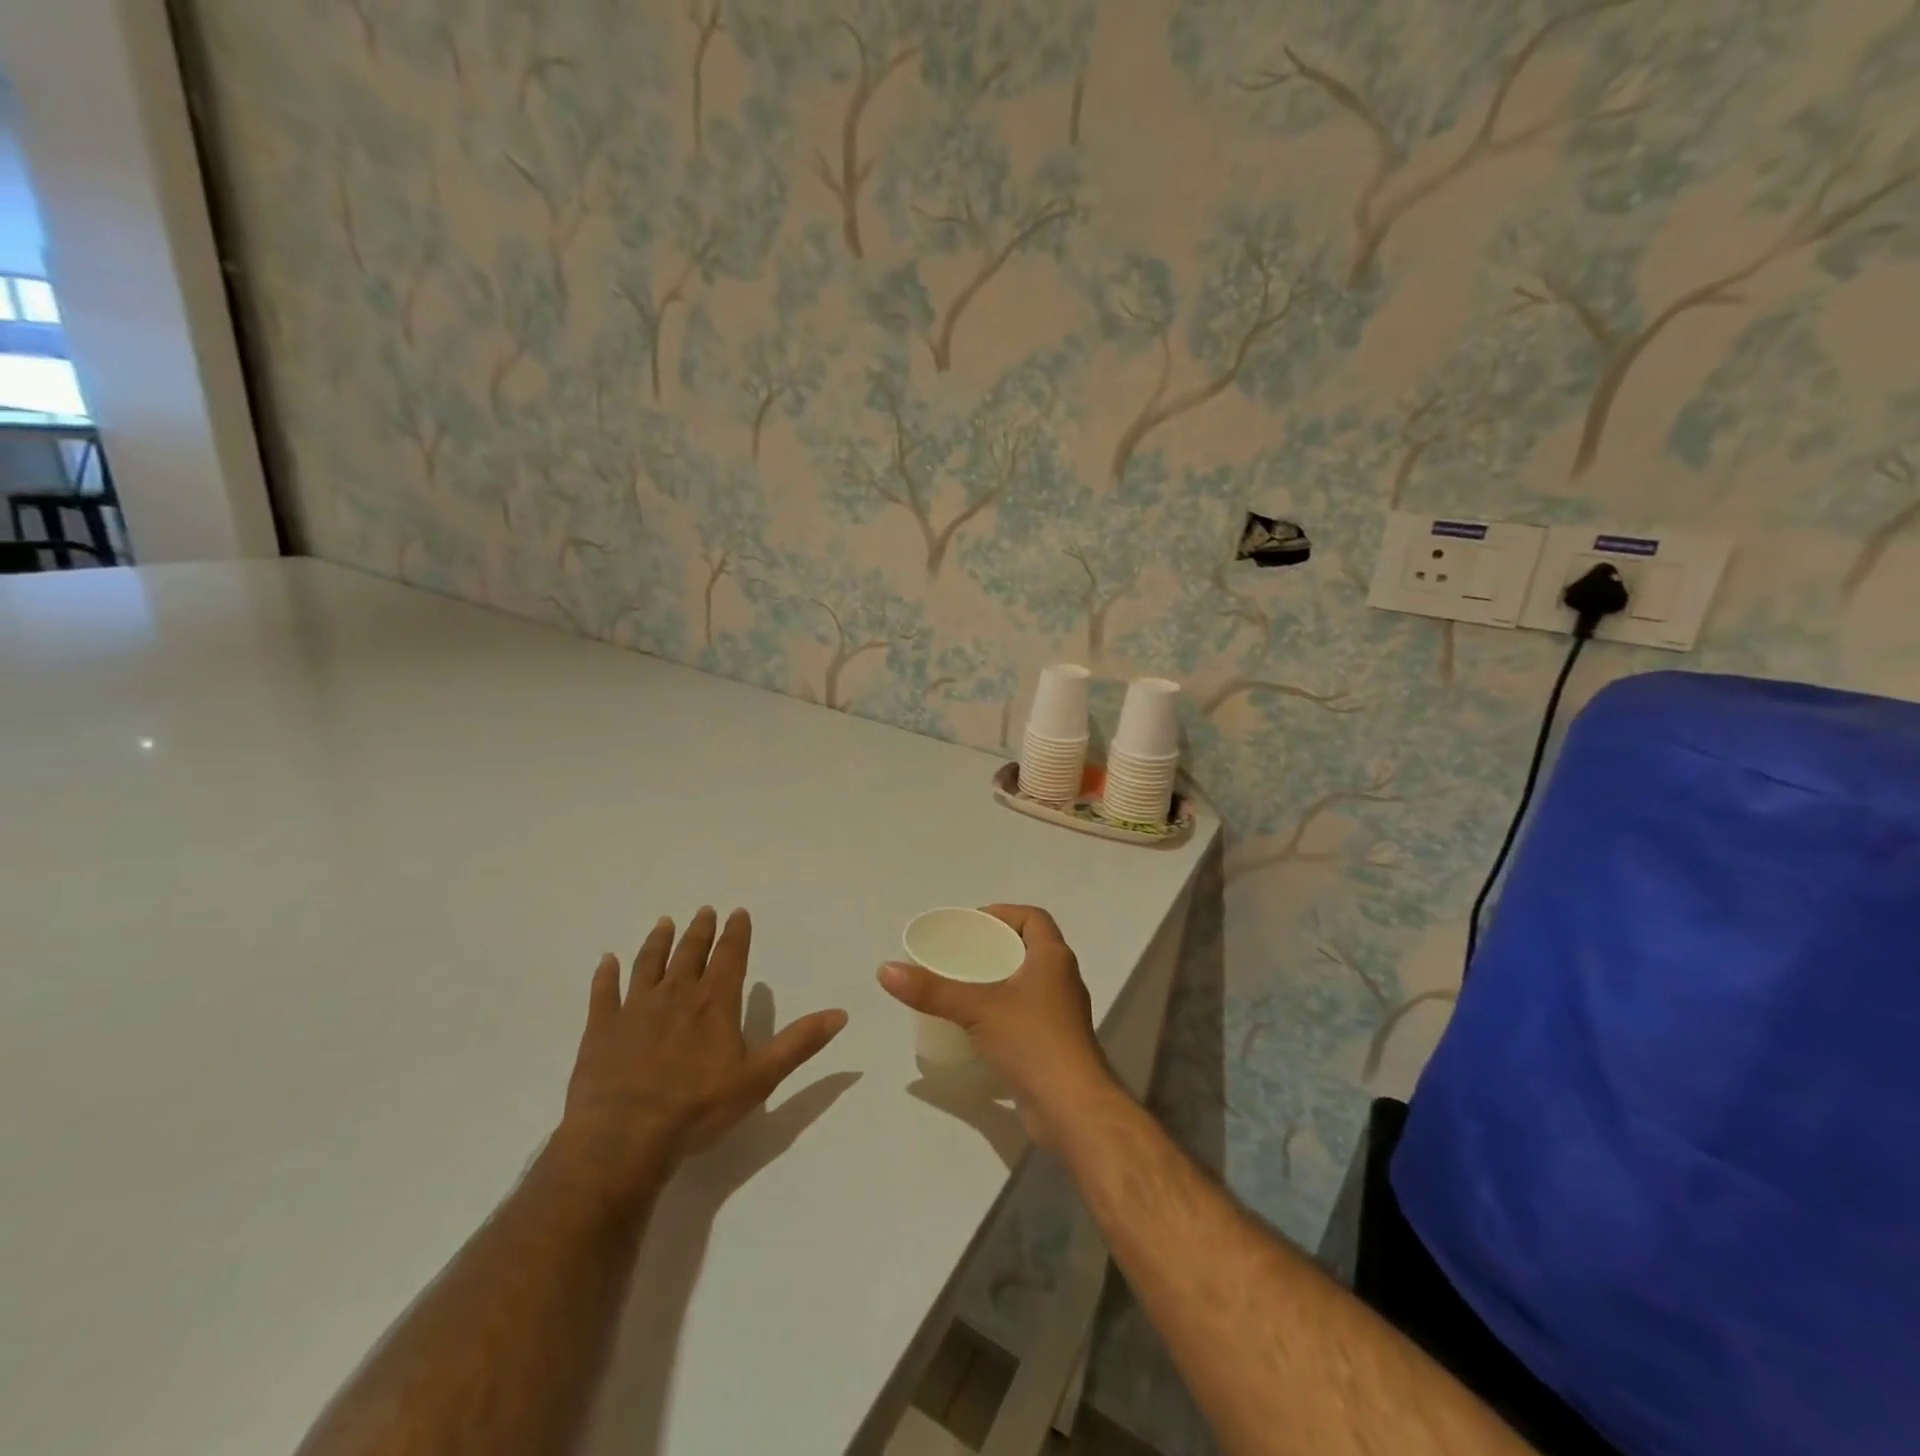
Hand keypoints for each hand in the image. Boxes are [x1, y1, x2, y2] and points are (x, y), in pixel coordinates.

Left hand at [557, 908, 848, 1207]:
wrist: (624, 1137)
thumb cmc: (698, 1108)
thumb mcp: (760, 1078)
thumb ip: (799, 1043)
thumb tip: (840, 1013)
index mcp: (715, 1002)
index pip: (730, 956)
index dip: (736, 933)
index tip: (737, 912)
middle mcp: (676, 994)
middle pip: (690, 953)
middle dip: (700, 930)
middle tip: (705, 911)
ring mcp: (635, 1009)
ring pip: (649, 964)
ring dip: (658, 942)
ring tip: (664, 923)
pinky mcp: (602, 1029)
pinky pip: (604, 993)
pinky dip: (606, 974)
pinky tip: (607, 960)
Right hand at [878, 905, 1115, 1146]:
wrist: (1072, 1109)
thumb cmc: (1032, 1042)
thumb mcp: (977, 1009)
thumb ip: (932, 990)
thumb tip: (886, 970)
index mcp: (1054, 958)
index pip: (1034, 918)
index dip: (1004, 914)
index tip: (972, 924)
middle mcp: (1062, 979)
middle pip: (1029, 948)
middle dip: (995, 946)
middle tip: (959, 954)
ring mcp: (1061, 1014)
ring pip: (1028, 982)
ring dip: (999, 979)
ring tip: (962, 985)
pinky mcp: (1055, 1043)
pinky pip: (1026, 1012)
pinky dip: (1003, 1009)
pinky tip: (977, 1024)